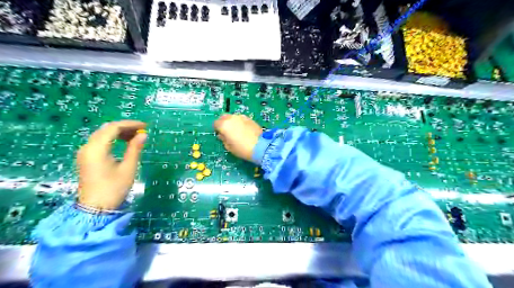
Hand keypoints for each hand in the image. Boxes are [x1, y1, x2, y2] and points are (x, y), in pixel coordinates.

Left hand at [77, 120, 146, 209]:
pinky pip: (100, 141)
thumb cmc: (114, 188)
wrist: (95, 208)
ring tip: (135, 137)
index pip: (113, 128)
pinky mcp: (86, 158)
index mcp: (96, 149)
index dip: (130, 124)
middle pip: (106, 129)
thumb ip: (135, 149)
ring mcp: (85, 152)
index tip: (145, 126)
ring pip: (102, 134)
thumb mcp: (128, 168)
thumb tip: (143, 134)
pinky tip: (124, 143)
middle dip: (125, 127)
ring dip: (119, 133)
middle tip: (141, 131)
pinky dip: (113, 139)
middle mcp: (87, 147)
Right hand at [213, 114, 261, 161]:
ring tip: (237, 131)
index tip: (220, 135)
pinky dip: (240, 123)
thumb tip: (223, 135)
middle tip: (227, 132)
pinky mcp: (250, 119)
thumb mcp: (229, 147)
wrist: (260, 146)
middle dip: (223, 123)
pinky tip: (244, 131)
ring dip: (232, 122)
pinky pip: (241, 119)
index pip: (216, 124)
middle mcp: (232, 118)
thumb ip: (223, 139)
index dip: (217, 129)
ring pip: (233, 117)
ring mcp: (242, 117)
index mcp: (224, 125)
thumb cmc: (242, 149)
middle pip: (224, 117)